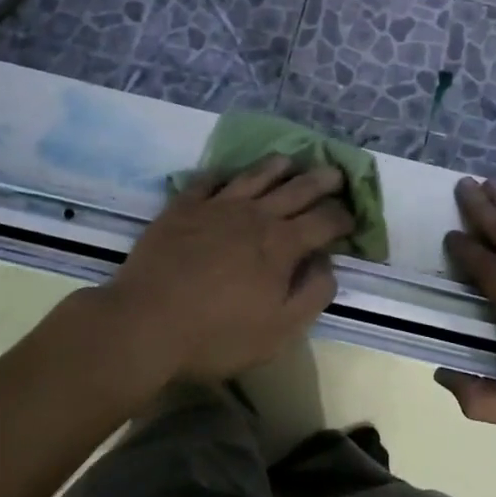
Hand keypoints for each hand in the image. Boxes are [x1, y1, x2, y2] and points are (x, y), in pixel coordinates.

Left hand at [101, 156, 352, 384]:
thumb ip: (312, 294)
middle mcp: (256, 214)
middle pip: (297, 188)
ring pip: (256, 175)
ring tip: (290, 161)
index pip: (325, 220)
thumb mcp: (278, 331)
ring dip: (278, 166)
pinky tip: (226, 174)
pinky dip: (222, 174)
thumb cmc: (216, 335)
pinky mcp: (184, 207)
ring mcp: (218, 206)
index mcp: (282, 244)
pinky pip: (207, 180)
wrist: (144, 324)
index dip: (343, 217)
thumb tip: (328, 264)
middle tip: (336, 174)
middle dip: (322, 180)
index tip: (351, 219)